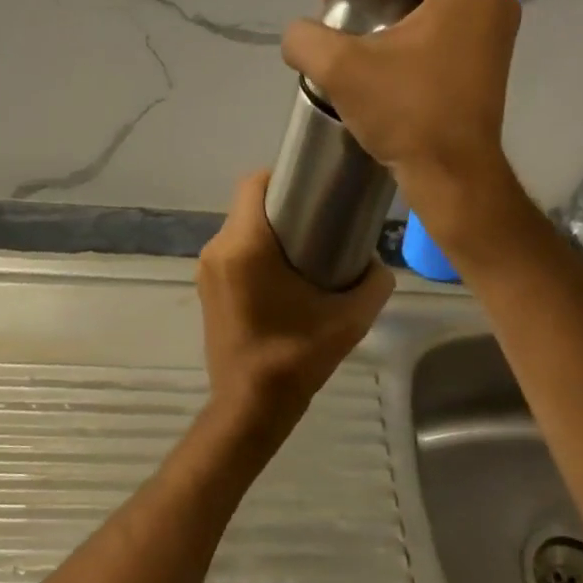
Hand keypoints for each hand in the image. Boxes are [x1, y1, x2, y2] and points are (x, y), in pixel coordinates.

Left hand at [197, 171, 394, 452]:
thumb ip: (373, 282)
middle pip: (248, 205)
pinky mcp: (205, 289)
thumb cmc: (296, 357)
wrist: (250, 407)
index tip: (315, 188)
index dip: (284, 176)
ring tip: (306, 248)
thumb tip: (376, 263)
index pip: (255, 183)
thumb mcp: (350, 319)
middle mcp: (218, 249)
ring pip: (239, 229)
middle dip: (283, 205)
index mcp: (245, 246)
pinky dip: (255, 251)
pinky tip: (283, 276)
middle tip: (320, 219)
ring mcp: (206, 270)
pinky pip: (232, 252)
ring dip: (268, 230)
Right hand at [281, 0, 520, 228]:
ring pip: (431, 3)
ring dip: (391, 15)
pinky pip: (445, 28)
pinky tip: (387, 60)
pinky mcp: (492, 59)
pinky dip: (412, 35)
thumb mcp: (340, 68)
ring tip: (358, 41)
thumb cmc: (406, 112)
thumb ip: (305, 37)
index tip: (326, 3)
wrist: (452, 174)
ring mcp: (497, 30)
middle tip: (341, 19)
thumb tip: (299, 35)